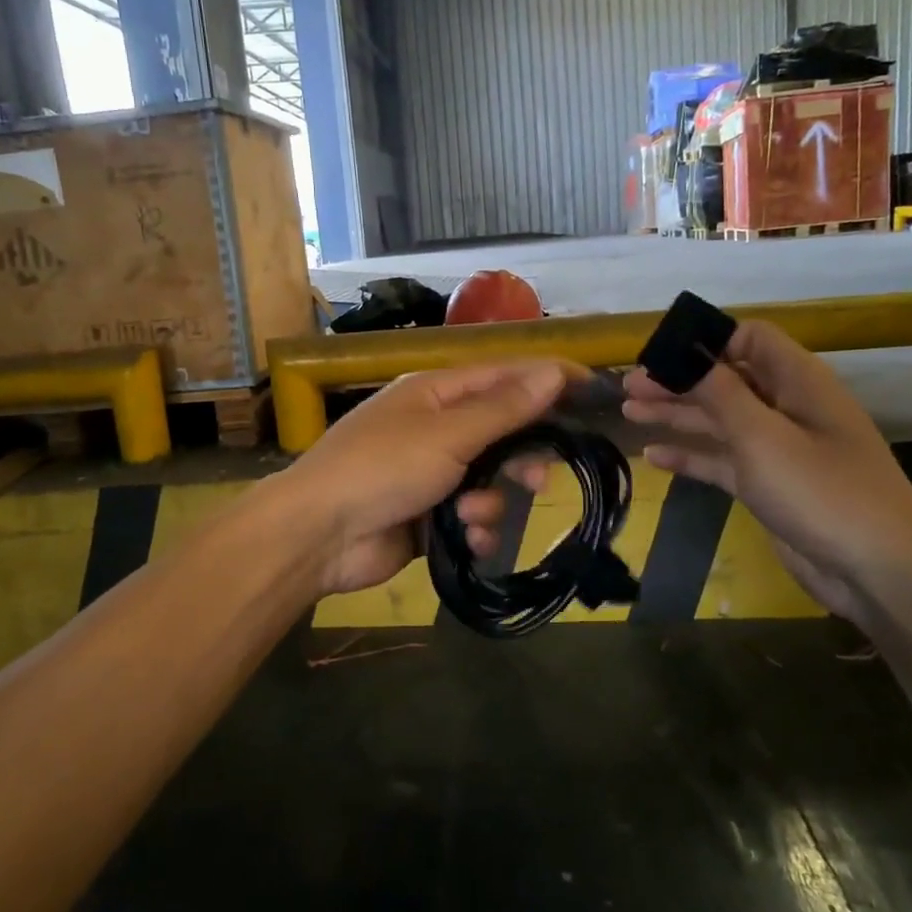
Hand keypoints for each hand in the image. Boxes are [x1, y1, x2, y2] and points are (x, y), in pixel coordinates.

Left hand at [276, 362, 570, 596]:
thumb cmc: (381, 469)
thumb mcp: (447, 434)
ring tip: (472, 515)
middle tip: (539, 477)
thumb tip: (552, 373)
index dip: (548, 378)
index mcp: (435, 393)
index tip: (594, 387)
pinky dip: (474, 530)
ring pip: (491, 480)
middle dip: (521, 457)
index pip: (504, 375)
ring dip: (490, 501)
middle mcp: (435, 428)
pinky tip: (466, 539)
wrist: (318, 535)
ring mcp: (431, 474)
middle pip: (502, 432)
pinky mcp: (429, 517)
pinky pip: (472, 517)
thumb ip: (503, 408)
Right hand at [621, 321, 911, 619]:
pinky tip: (654, 457)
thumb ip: (720, 393)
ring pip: (719, 420)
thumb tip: (685, 354)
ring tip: (629, 413)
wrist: (877, 573)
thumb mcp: (763, 437)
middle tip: (629, 387)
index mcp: (799, 382)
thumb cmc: (822, 493)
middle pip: (726, 380)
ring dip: (677, 414)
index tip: (659, 353)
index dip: (705, 341)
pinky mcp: (768, 485)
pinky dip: (691, 455)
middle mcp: (788, 408)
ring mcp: (779, 449)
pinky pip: (722, 460)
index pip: (749, 339)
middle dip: (678, 380)